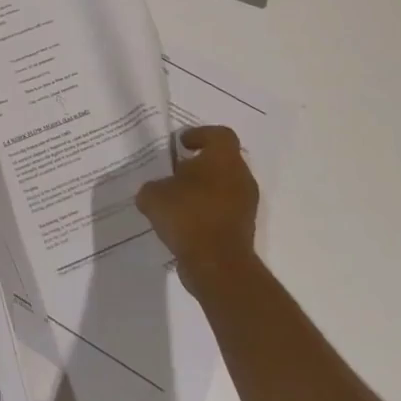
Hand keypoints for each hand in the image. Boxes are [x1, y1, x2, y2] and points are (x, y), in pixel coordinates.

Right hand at [135, 126, 259, 294]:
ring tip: (177, 199)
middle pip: (223, 161)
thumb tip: (156, 191)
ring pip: (225, 186)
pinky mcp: (244, 229)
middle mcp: (241, 177)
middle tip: (176, 171)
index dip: (200, 134)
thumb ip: (153, 187)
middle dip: (200, 164)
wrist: (218, 266)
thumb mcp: (153, 195)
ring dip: (204, 189)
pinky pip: (225, 210)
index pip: (219, 134)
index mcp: (223, 159)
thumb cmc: (188, 216)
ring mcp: (246, 205)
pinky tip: (185, 222)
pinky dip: (208, 211)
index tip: (181, 144)